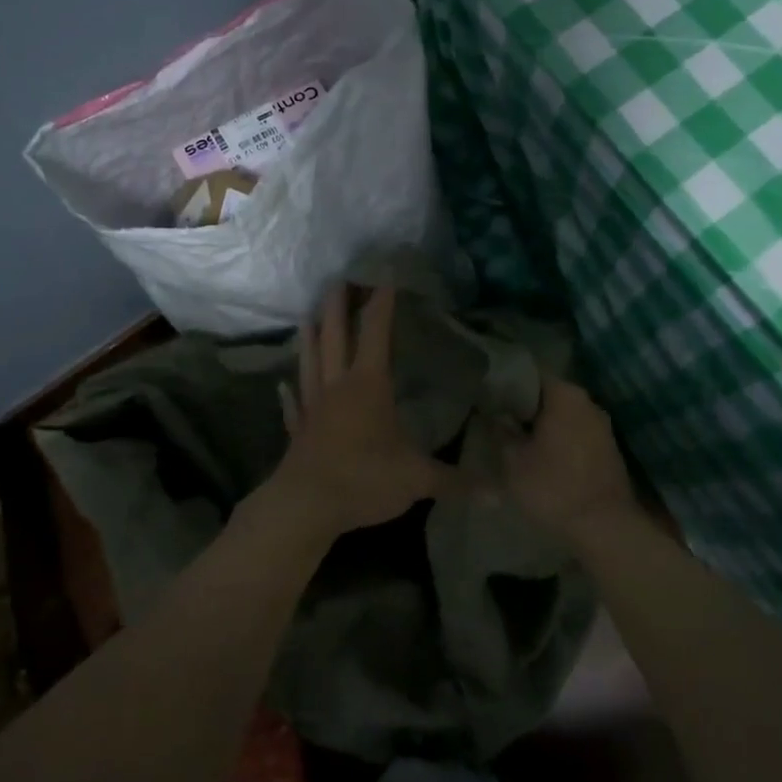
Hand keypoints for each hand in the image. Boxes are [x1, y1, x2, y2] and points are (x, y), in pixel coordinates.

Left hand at [260, 283, 462, 544]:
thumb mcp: (417, 479)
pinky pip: (294, 407)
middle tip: (339, 280)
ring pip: (310, 362)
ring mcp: (313, 407)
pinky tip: (283, 388)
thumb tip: (498, 494)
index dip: (381, 303)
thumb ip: (456, 481)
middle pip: (335, 336)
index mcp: (368, 385)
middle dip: (338, 306)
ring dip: (310, 338)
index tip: (385, 276)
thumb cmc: (363, 479)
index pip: (376, 333)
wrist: (305, 506)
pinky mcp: (299, 432)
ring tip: (307, 316)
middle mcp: (338, 387)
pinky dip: (289, 396)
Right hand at [502, 379, 638, 543]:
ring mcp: (601, 426)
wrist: (605, 527)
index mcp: (565, 395)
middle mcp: (587, 402)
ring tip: (515, 438)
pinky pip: (575, 433)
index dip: (506, 383)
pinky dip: (557, 438)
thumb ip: (501, 432)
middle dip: (524, 406)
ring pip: (562, 415)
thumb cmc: (554, 487)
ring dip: (541, 425)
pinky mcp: (608, 449)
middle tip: (497, 418)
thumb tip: (495, 416)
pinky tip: (540, 455)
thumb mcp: (513, 461)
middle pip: (548, 394)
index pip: (530, 374)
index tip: (488, 396)